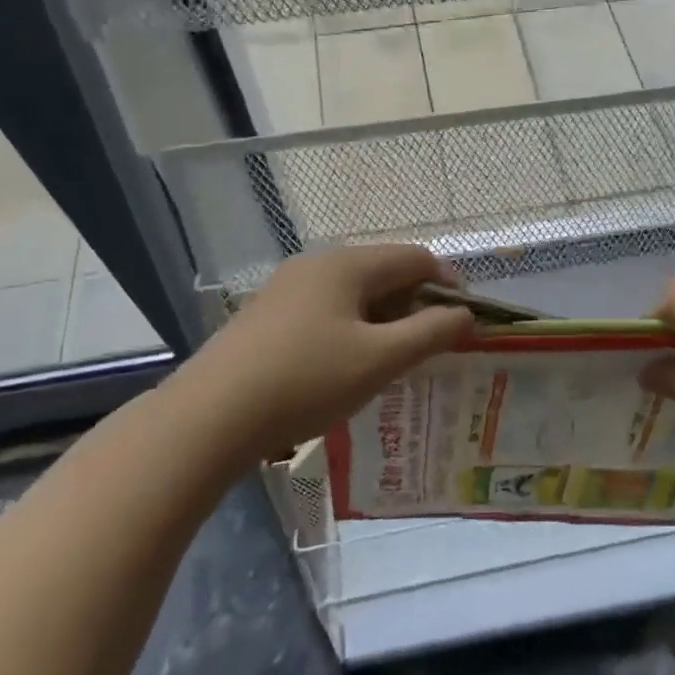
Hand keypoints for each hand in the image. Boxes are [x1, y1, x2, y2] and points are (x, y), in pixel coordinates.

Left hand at [173, 245, 472, 457]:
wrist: (210, 416)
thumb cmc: (306, 381)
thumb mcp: (379, 360)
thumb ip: (430, 333)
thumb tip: (465, 314)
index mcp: (347, 265)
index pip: (416, 258)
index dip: (448, 284)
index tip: (464, 321)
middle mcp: (317, 265)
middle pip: (384, 272)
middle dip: (416, 304)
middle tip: (432, 346)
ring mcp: (287, 288)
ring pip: (354, 293)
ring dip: (384, 319)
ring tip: (394, 359)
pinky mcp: (268, 315)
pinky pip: (327, 310)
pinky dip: (352, 328)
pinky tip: (347, 365)